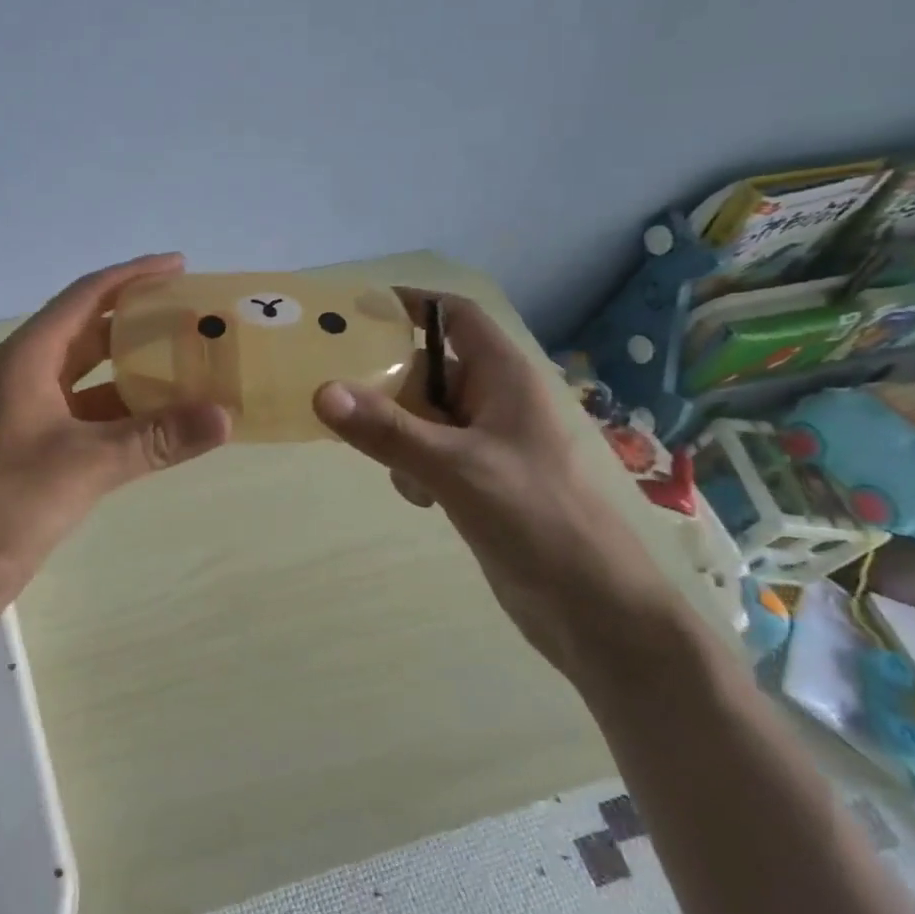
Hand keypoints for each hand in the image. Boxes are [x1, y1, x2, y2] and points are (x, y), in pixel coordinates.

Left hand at [0, 253, 230, 623]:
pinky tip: (162, 426)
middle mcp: (27, 376)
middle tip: (194, 319)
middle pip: (90, 332)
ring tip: (192, 368)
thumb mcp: (84, 464)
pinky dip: (125, 416)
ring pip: (92, 379)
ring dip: (136, 373)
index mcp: (28, 357)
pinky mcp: (35, 453)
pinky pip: (89, 419)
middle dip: (140, 322)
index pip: (86, 297)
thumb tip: (225, 416)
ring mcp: (29, 416)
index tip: (180, 266)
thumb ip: (156, 438)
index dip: (133, 276)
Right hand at [313, 289, 684, 676]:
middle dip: (388, 380)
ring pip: (424, 414)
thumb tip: (321, 391)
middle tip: (336, 388)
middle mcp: (496, 400)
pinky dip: (413, 465)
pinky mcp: (480, 480)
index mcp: (505, 377)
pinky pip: (430, 452)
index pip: (455, 315)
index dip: (412, 304)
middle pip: (429, 367)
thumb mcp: (455, 468)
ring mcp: (488, 442)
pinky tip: (418, 497)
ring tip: (380, 456)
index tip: (357, 310)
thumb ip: (388, 430)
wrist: (593, 609)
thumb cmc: (536, 518)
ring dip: (397, 430)